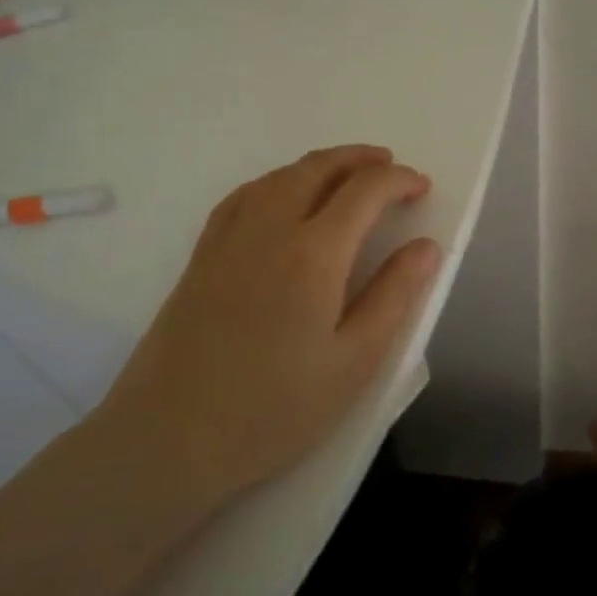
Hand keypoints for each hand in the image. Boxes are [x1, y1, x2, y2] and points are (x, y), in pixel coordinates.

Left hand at [103, 145, 440, 509]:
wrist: (170, 436)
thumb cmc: (273, 409)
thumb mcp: (353, 363)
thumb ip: (393, 297)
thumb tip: (426, 246)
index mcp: (314, 253)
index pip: (364, 191)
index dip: (398, 180)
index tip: (421, 187)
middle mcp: (270, 229)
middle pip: (318, 168)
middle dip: (359, 159)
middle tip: (388, 165)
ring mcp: (229, 238)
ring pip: (279, 176)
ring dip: (319, 164)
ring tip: (344, 174)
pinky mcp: (201, 255)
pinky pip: (243, 196)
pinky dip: (275, 181)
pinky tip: (280, 196)